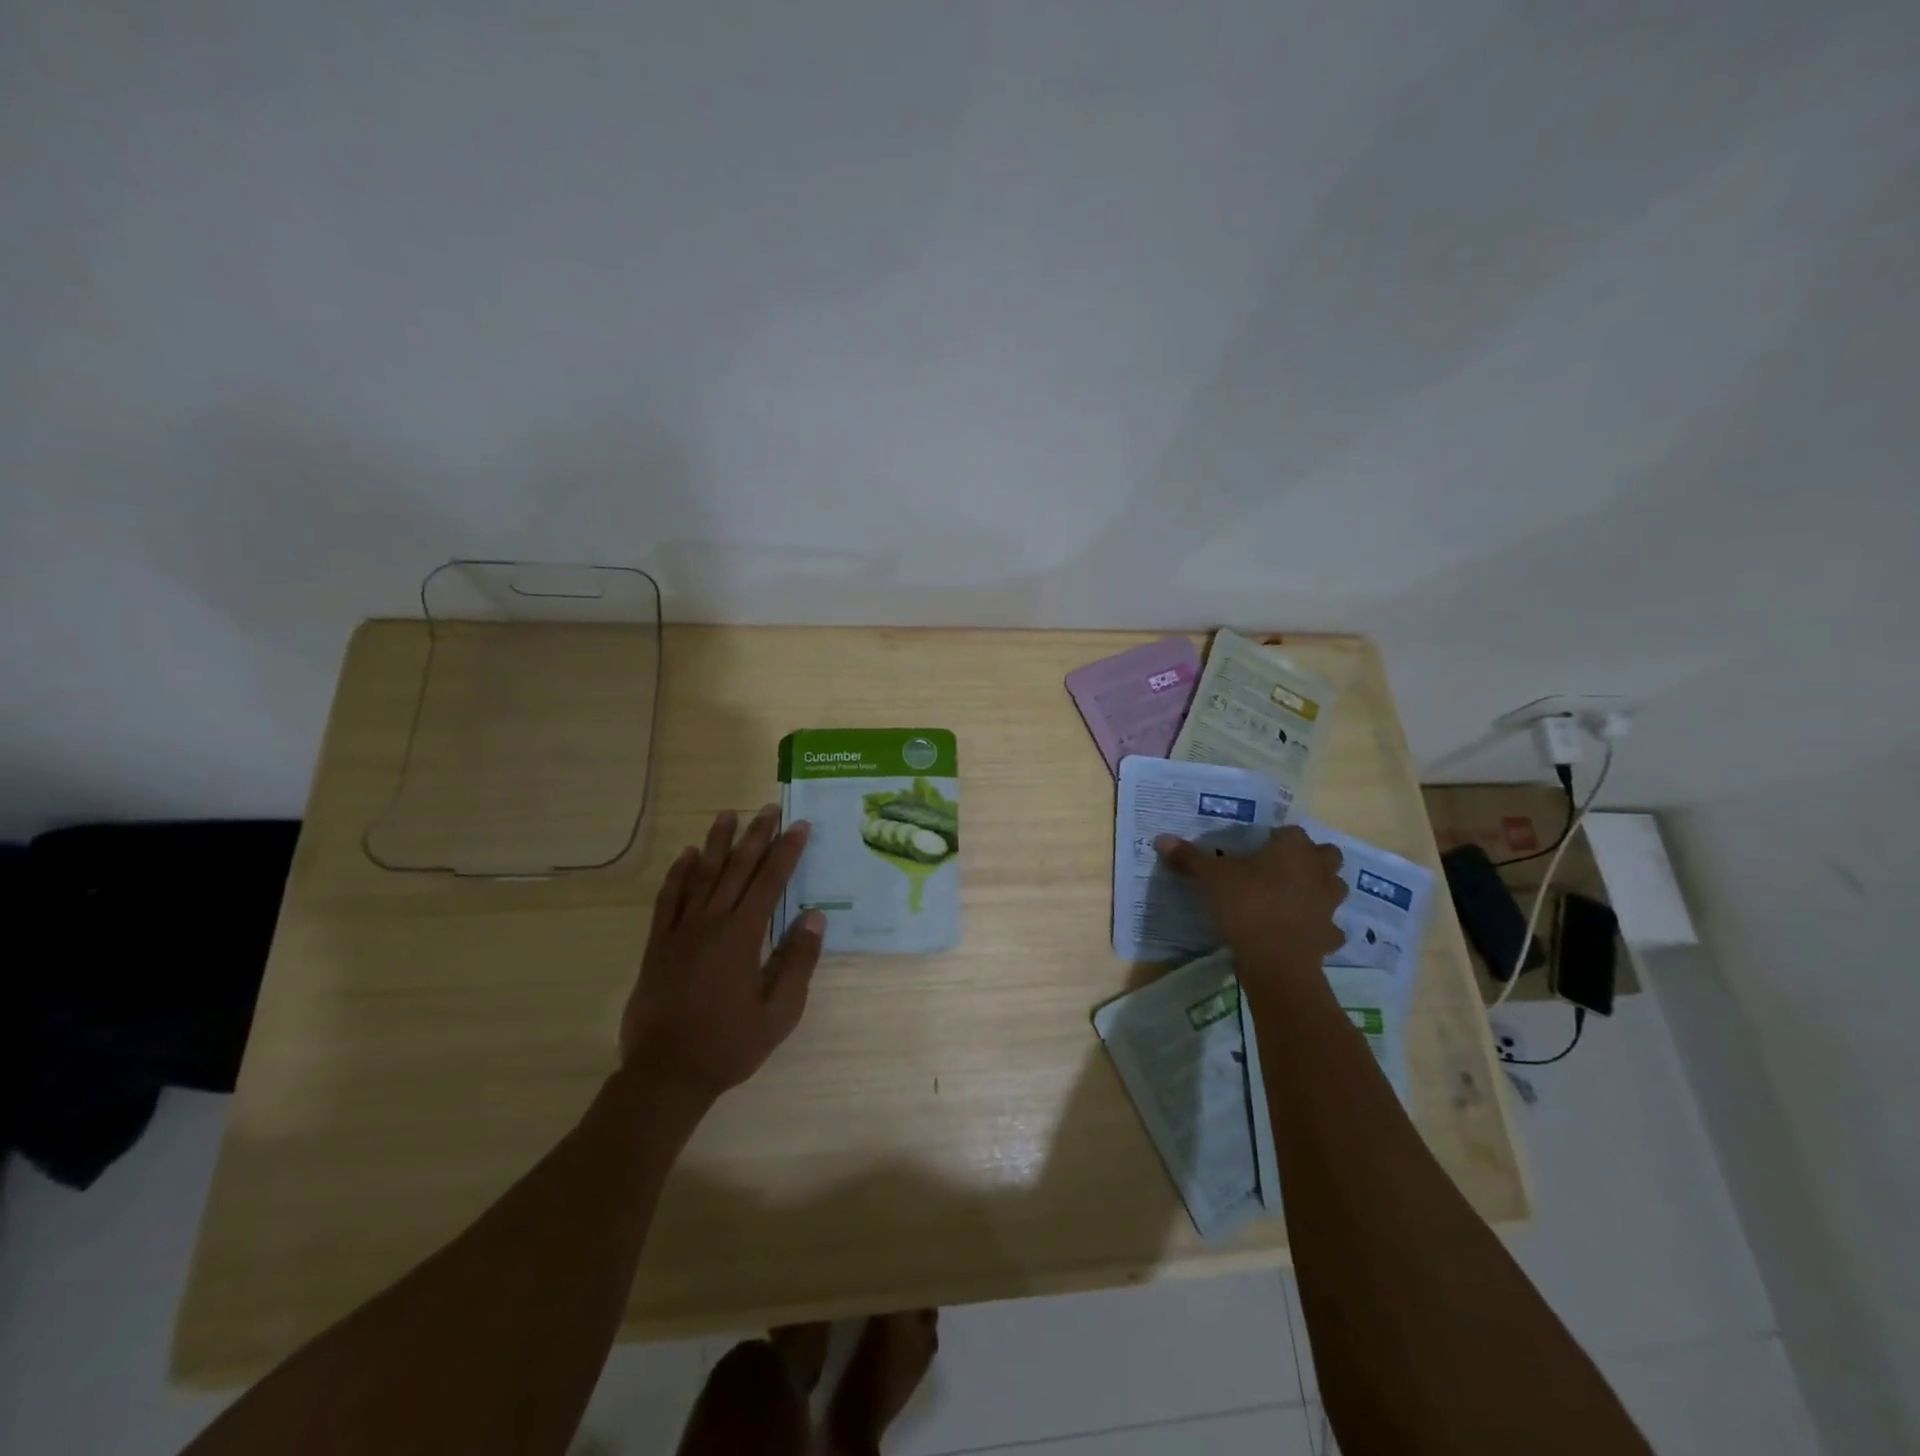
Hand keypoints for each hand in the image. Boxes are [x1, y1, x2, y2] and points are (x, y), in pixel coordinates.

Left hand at [621, 805, 825, 1100]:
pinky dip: (677, 875)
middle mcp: (711, 923)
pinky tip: (685, 856)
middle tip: (769, 807)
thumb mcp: (779, 1012)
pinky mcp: (657, 945)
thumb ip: (797, 962)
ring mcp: (680, 932)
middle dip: (756, 836)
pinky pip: (668, 900)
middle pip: (736, 869)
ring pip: (700, 876)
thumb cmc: (729, 1045)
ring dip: (716, 843)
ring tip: (728, 815)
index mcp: (743, 937)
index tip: (800, 826)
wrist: (666, 1074)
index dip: (787, 851)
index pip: (770, 882)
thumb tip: (815, 917)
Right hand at [1154, 824, 1348, 975]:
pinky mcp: (1329, 936)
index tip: (1256, 848)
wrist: (1276, 961)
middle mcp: (1318, 871)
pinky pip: (1329, 927)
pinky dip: (1319, 928)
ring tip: (1292, 897)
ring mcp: (1329, 905)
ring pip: (1334, 888)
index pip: (1291, 831)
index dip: (1276, 838)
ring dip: (1319, 889)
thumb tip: (1161, 839)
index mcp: (1293, 849)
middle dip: (1310, 859)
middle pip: (1326, 855)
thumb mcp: (1210, 878)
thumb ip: (1189, 857)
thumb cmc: (1246, 906)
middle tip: (1281, 868)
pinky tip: (1300, 932)